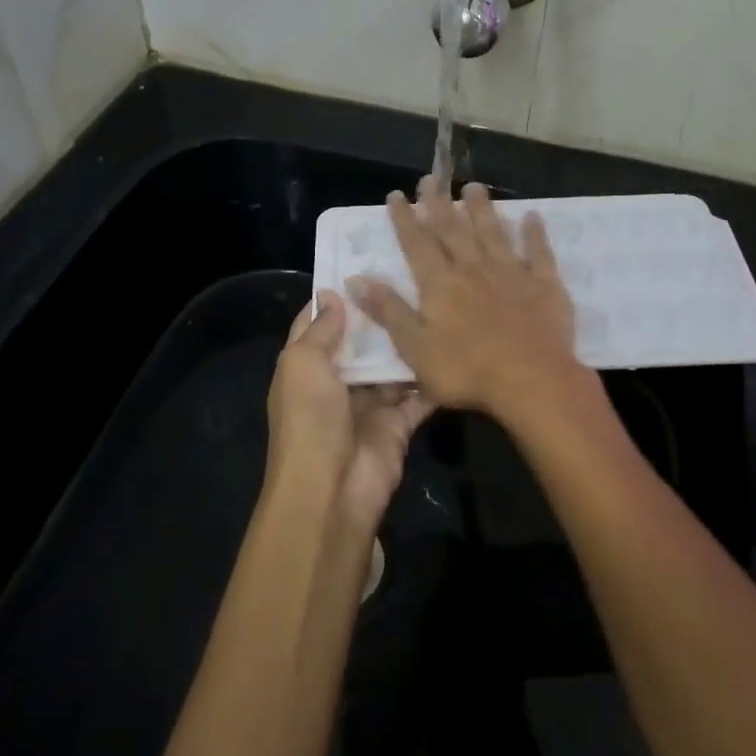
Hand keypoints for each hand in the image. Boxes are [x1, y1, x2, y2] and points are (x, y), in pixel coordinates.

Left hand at [266, 292, 436, 531]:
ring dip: (409, 342)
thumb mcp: (302, 364)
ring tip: (438, 303)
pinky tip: (453, 345)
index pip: (317, 323)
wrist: (332, 491)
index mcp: (306, 367)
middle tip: (413, 277)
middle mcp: (336, 382)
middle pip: (361, 343)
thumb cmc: (310, 418)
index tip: (363, 263)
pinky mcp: (398, 425)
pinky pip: (419, 396)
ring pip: (392, 366)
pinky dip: (432, 378)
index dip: (335, 296)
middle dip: (380, 315)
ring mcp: (369, 405)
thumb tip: (333, 294)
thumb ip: (321, 329)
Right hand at [348, 178, 581, 421]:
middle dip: (439, 203)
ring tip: (473, 186)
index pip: (417, 244)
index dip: (406, 219)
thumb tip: (356, 278)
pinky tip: (532, 216)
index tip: (396, 195)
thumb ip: (389, 310)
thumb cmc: (466, 371)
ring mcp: (511, 273)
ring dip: (481, 209)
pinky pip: (538, 252)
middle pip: (453, 230)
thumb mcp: (414, 348)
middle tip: (431, 178)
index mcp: (440, 284)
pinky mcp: (544, 284)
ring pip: (493, 232)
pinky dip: (534, 233)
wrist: (530, 380)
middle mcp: (473, 269)